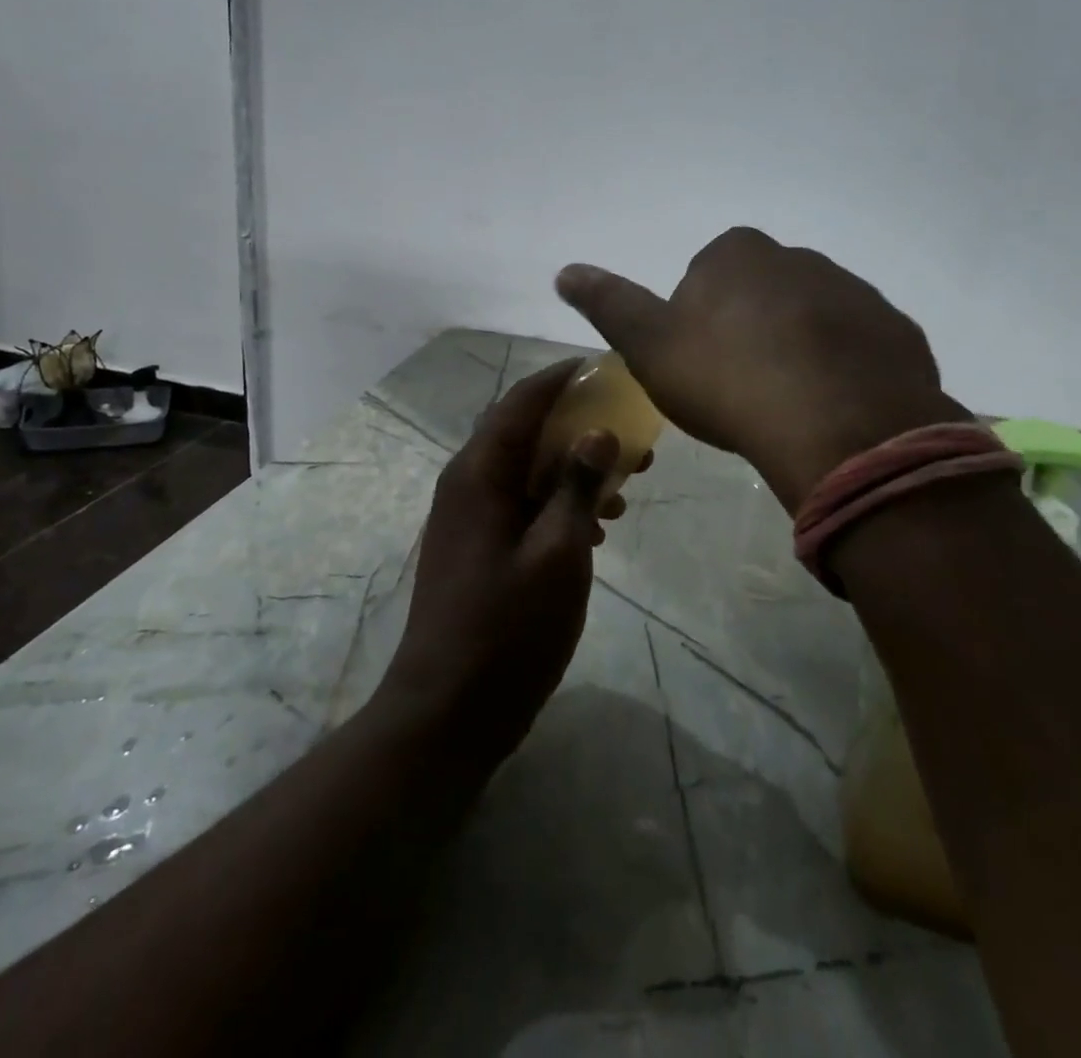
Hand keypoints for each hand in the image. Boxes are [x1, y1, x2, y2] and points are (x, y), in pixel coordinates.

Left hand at [378, 359, 629, 768]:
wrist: (449, 711)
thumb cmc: (507, 630)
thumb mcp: (558, 554)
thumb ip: (578, 487)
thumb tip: (598, 433)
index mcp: (479, 473)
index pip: (522, 403)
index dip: (562, 379)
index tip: (604, 369)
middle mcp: (467, 484)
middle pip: (526, 433)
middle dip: (579, 428)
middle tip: (632, 437)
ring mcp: (470, 517)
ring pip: (528, 471)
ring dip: (575, 470)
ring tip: (626, 485)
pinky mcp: (478, 547)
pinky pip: (523, 505)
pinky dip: (559, 503)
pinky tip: (597, 529)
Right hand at [557, 227, 966, 512]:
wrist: (835, 426)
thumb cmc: (726, 379)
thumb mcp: (649, 345)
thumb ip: (609, 303)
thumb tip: (564, 270)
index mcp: (737, 254)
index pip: (704, 275)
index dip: (695, 320)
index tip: (697, 365)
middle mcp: (799, 258)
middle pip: (759, 293)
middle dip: (748, 329)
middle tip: (738, 388)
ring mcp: (855, 292)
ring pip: (811, 318)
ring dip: (796, 349)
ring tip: (785, 405)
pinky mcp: (895, 331)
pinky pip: (856, 347)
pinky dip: (841, 369)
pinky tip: (829, 409)